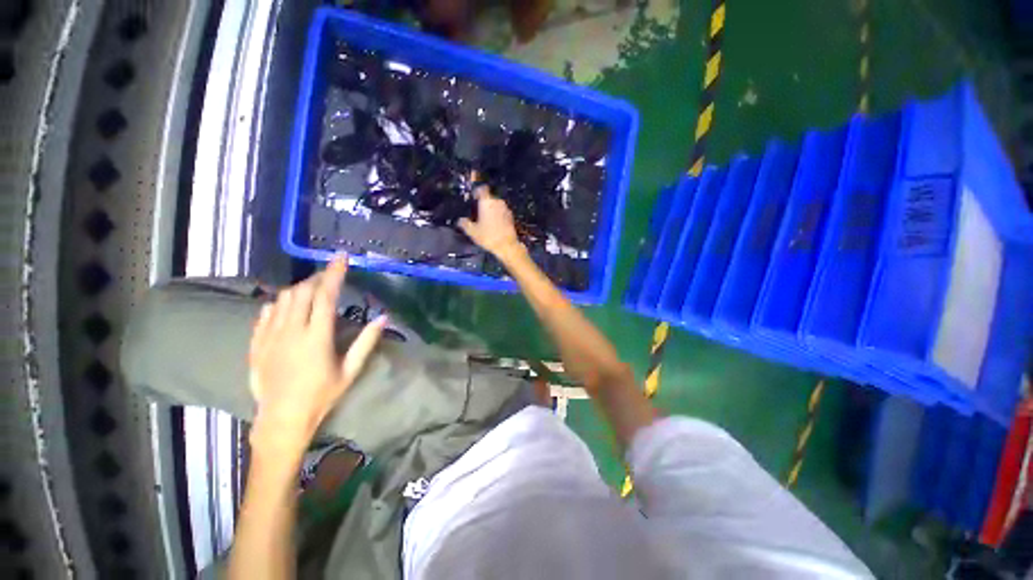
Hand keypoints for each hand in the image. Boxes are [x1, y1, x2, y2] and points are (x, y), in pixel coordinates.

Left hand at [248, 258, 386, 450]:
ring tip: (312, 290)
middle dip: (317, 278)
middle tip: (330, 276)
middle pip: (302, 292)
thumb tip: (383, 318)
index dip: (334, 273)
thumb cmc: (321, 395)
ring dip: (299, 289)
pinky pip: (265, 313)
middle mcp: (291, 331)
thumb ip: (366, 342)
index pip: (325, 296)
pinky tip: (287, 307)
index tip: (341, 257)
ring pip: (282, 299)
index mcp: (317, 337)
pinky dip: (279, 304)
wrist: (281, 418)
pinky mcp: (257, 344)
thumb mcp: (350, 371)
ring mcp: (270, 336)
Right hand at [458, 184, 522, 256]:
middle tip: (476, 210)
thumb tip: (460, 220)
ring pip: (495, 204)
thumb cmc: (488, 236)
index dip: (476, 191)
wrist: (507, 246)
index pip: (481, 188)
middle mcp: (497, 201)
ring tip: (484, 218)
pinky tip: (493, 223)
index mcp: (487, 202)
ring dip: (490, 208)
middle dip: (483, 202)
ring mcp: (505, 208)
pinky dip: (497, 214)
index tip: (473, 197)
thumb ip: (465, 224)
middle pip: (489, 197)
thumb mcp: (472, 232)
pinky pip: (501, 211)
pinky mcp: (511, 216)